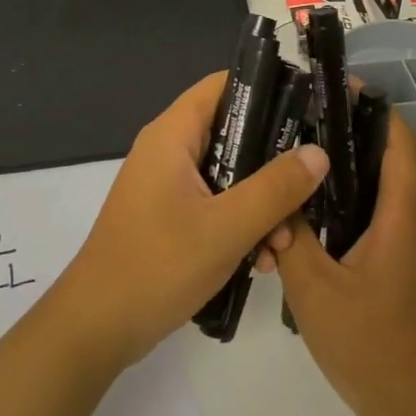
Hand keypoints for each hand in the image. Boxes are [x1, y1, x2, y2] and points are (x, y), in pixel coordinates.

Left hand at [52, 71, 327, 371]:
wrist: (96, 330)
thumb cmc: (157, 266)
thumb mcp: (226, 227)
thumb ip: (276, 188)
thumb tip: (319, 152)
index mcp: (173, 135)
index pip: (225, 86)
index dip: (269, 90)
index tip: (310, 111)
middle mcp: (169, 152)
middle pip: (235, 134)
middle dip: (274, 165)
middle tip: (307, 191)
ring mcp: (169, 187)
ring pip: (231, 176)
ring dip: (262, 205)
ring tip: (282, 244)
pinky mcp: (171, 218)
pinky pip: (217, 206)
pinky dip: (241, 225)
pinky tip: (261, 262)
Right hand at [269, 113, 415, 415]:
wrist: (414, 409)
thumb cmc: (371, 345)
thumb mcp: (317, 291)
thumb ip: (291, 240)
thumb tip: (272, 201)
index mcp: (400, 217)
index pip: (400, 144)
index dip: (376, 110)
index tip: (338, 90)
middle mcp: (406, 223)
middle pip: (385, 160)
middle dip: (347, 135)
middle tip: (298, 122)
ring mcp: (399, 247)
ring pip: (371, 192)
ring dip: (338, 174)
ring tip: (290, 161)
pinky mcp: (388, 267)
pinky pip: (363, 220)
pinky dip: (335, 208)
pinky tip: (297, 217)